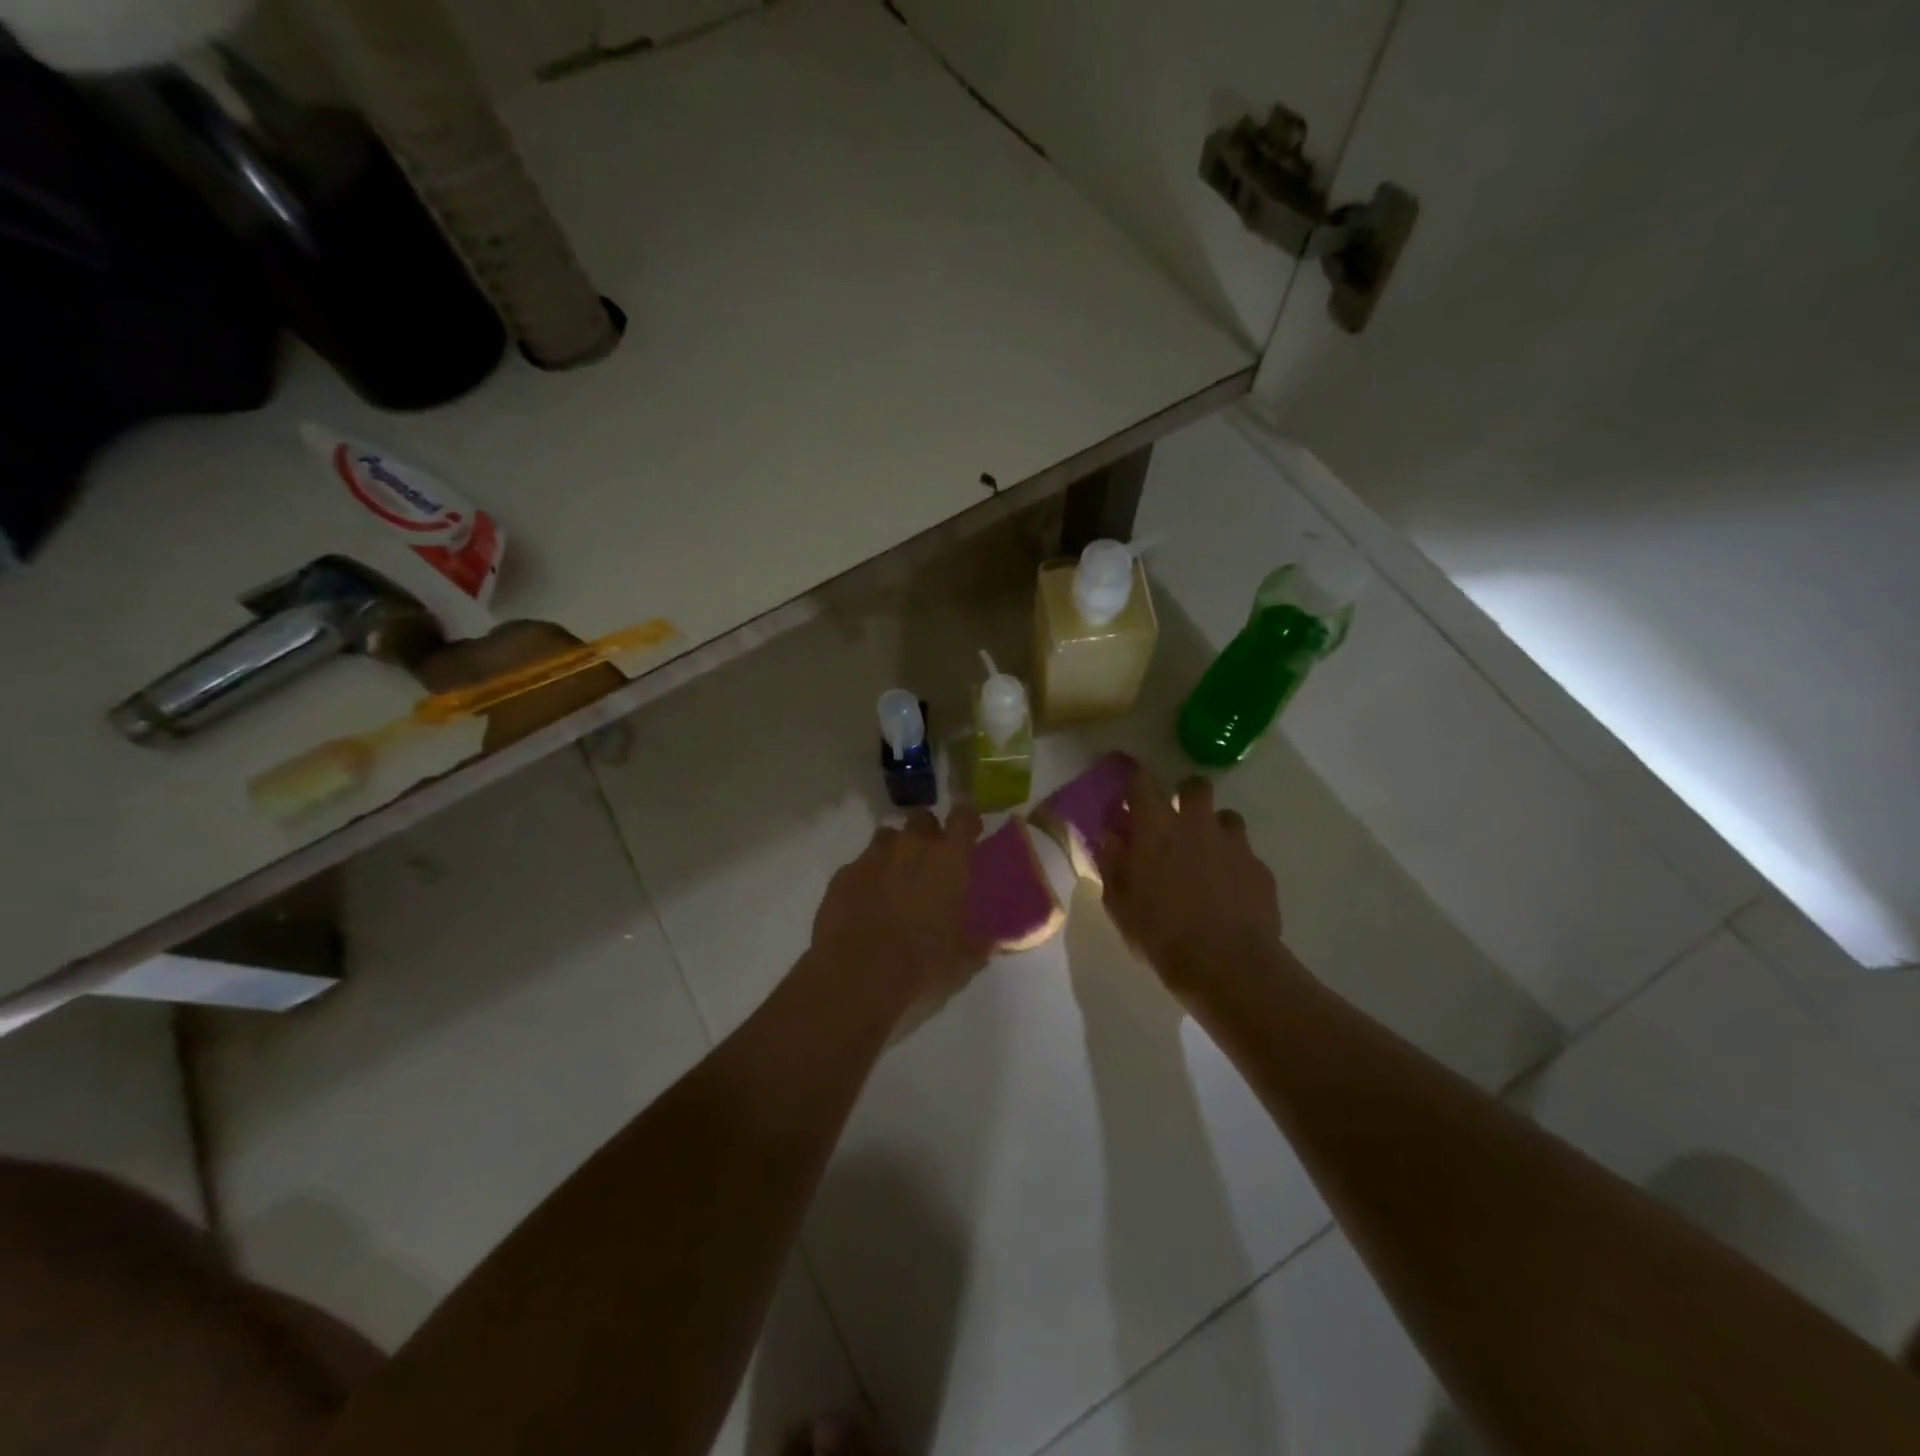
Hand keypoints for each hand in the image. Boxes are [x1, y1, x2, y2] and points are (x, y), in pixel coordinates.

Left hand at [809, 808, 989, 1019]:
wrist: (857, 975)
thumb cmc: (922, 963)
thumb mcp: (963, 960)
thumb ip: (979, 943)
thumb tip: (990, 941)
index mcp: (948, 860)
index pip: (963, 818)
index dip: (967, 820)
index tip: (969, 831)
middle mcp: (911, 847)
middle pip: (922, 819)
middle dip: (927, 833)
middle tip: (930, 860)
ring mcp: (874, 857)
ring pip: (888, 836)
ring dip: (895, 850)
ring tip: (896, 878)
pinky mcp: (843, 874)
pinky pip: (860, 864)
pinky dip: (867, 876)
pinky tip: (866, 901)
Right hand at [1095, 767, 1286, 998]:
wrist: (1227, 965)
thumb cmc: (1161, 935)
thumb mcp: (1120, 905)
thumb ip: (1113, 864)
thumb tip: (1112, 838)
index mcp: (1156, 829)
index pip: (1143, 783)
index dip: (1137, 781)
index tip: (1132, 792)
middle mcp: (1196, 825)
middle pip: (1195, 786)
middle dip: (1186, 795)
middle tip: (1177, 820)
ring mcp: (1233, 844)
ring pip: (1227, 817)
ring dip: (1215, 828)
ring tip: (1208, 856)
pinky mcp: (1260, 868)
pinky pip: (1246, 854)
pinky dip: (1236, 864)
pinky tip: (1230, 891)